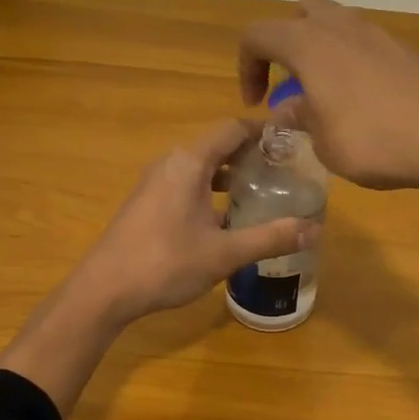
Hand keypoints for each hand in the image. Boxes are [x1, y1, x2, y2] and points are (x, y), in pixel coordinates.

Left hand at [69, 118, 319, 325]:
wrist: (103, 291)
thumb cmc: (165, 263)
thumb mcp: (224, 253)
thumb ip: (270, 238)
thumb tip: (314, 229)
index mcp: (189, 162)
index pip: (232, 128)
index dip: (263, 131)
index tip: (291, 143)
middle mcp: (170, 163)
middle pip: (216, 145)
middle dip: (250, 155)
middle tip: (283, 171)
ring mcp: (154, 183)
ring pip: (200, 167)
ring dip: (229, 174)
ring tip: (259, 193)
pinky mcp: (146, 203)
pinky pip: (185, 183)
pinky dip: (209, 190)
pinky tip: (225, 218)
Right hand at [239, 0, 418, 191]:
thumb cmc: (373, 140)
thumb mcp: (323, 141)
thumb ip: (300, 118)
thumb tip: (289, 108)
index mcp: (308, 44)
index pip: (258, 35)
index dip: (247, 67)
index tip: (257, 103)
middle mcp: (339, 27)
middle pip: (301, 12)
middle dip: (287, 42)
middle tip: (291, 81)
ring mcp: (375, 33)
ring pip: (336, 23)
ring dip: (321, 49)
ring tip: (325, 92)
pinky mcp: (402, 49)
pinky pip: (363, 42)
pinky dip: (350, 60)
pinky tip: (359, 98)